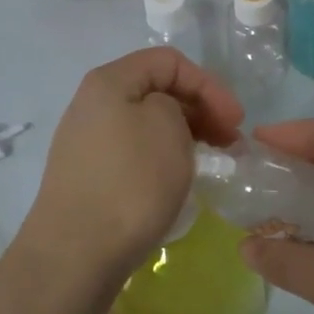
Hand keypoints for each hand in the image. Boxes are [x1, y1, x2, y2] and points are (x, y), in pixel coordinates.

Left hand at [20, 48, 242, 285]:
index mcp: (108, 81)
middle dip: (200, 110)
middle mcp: (91, 105)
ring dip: (184, 136)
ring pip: (146, 124)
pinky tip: (178, 180)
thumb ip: (176, 105)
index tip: (236, 121)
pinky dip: (162, 158)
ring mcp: (86, 143)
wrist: (77, 252)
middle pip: (155, 90)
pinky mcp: (89, 177)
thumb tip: (165, 119)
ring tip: (211, 162)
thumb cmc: (130, 182)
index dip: (209, 84)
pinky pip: (134, 153)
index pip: (168, 61)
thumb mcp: (167, 126)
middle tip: (230, 142)